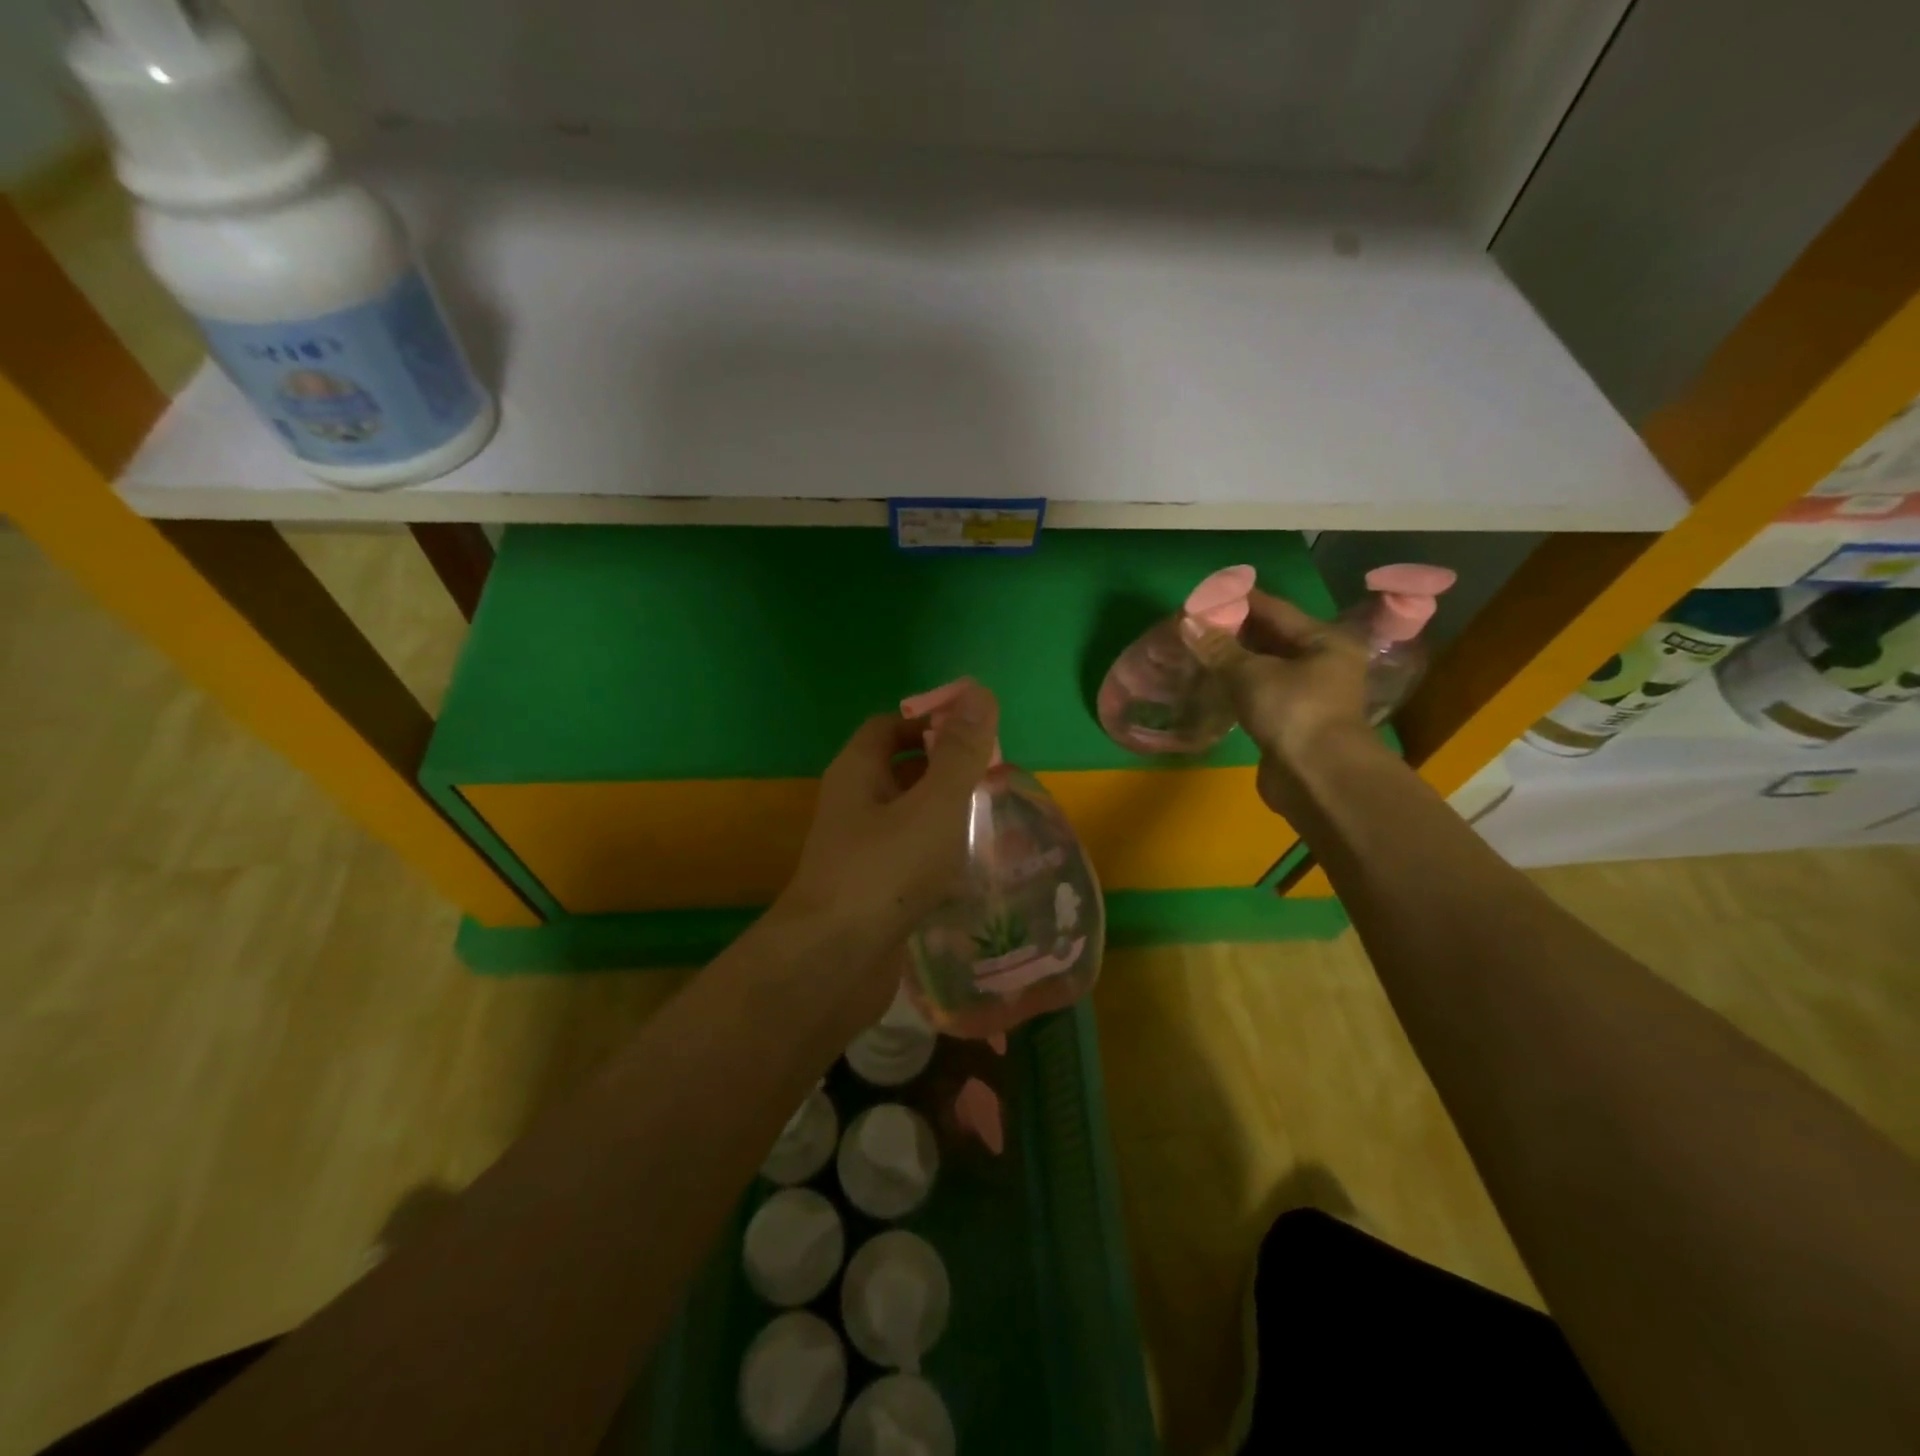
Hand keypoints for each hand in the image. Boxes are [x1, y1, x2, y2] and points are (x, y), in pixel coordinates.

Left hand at [777, 681, 1000, 981]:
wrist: (835, 963)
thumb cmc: (886, 870)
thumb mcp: (933, 804)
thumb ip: (959, 752)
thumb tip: (979, 692)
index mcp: (858, 772)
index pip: (890, 725)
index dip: (930, 721)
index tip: (975, 735)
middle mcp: (853, 805)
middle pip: (901, 770)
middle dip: (945, 769)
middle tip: (994, 778)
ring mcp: (860, 850)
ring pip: (907, 817)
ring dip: (944, 814)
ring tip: (993, 819)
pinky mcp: (872, 890)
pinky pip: (908, 857)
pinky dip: (937, 854)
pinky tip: (971, 867)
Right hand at [1183, 590, 1378, 814]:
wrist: (1319, 780)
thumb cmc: (1294, 713)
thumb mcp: (1251, 674)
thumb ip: (1219, 648)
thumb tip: (1188, 621)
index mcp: (1324, 640)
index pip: (1275, 609)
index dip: (1238, 600)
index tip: (1204, 596)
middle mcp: (1322, 663)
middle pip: (1272, 637)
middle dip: (1233, 631)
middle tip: (1194, 625)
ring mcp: (1308, 695)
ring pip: (1264, 667)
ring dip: (1233, 660)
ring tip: (1196, 651)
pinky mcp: (1291, 722)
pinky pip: (1260, 693)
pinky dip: (1237, 686)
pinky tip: (1211, 683)